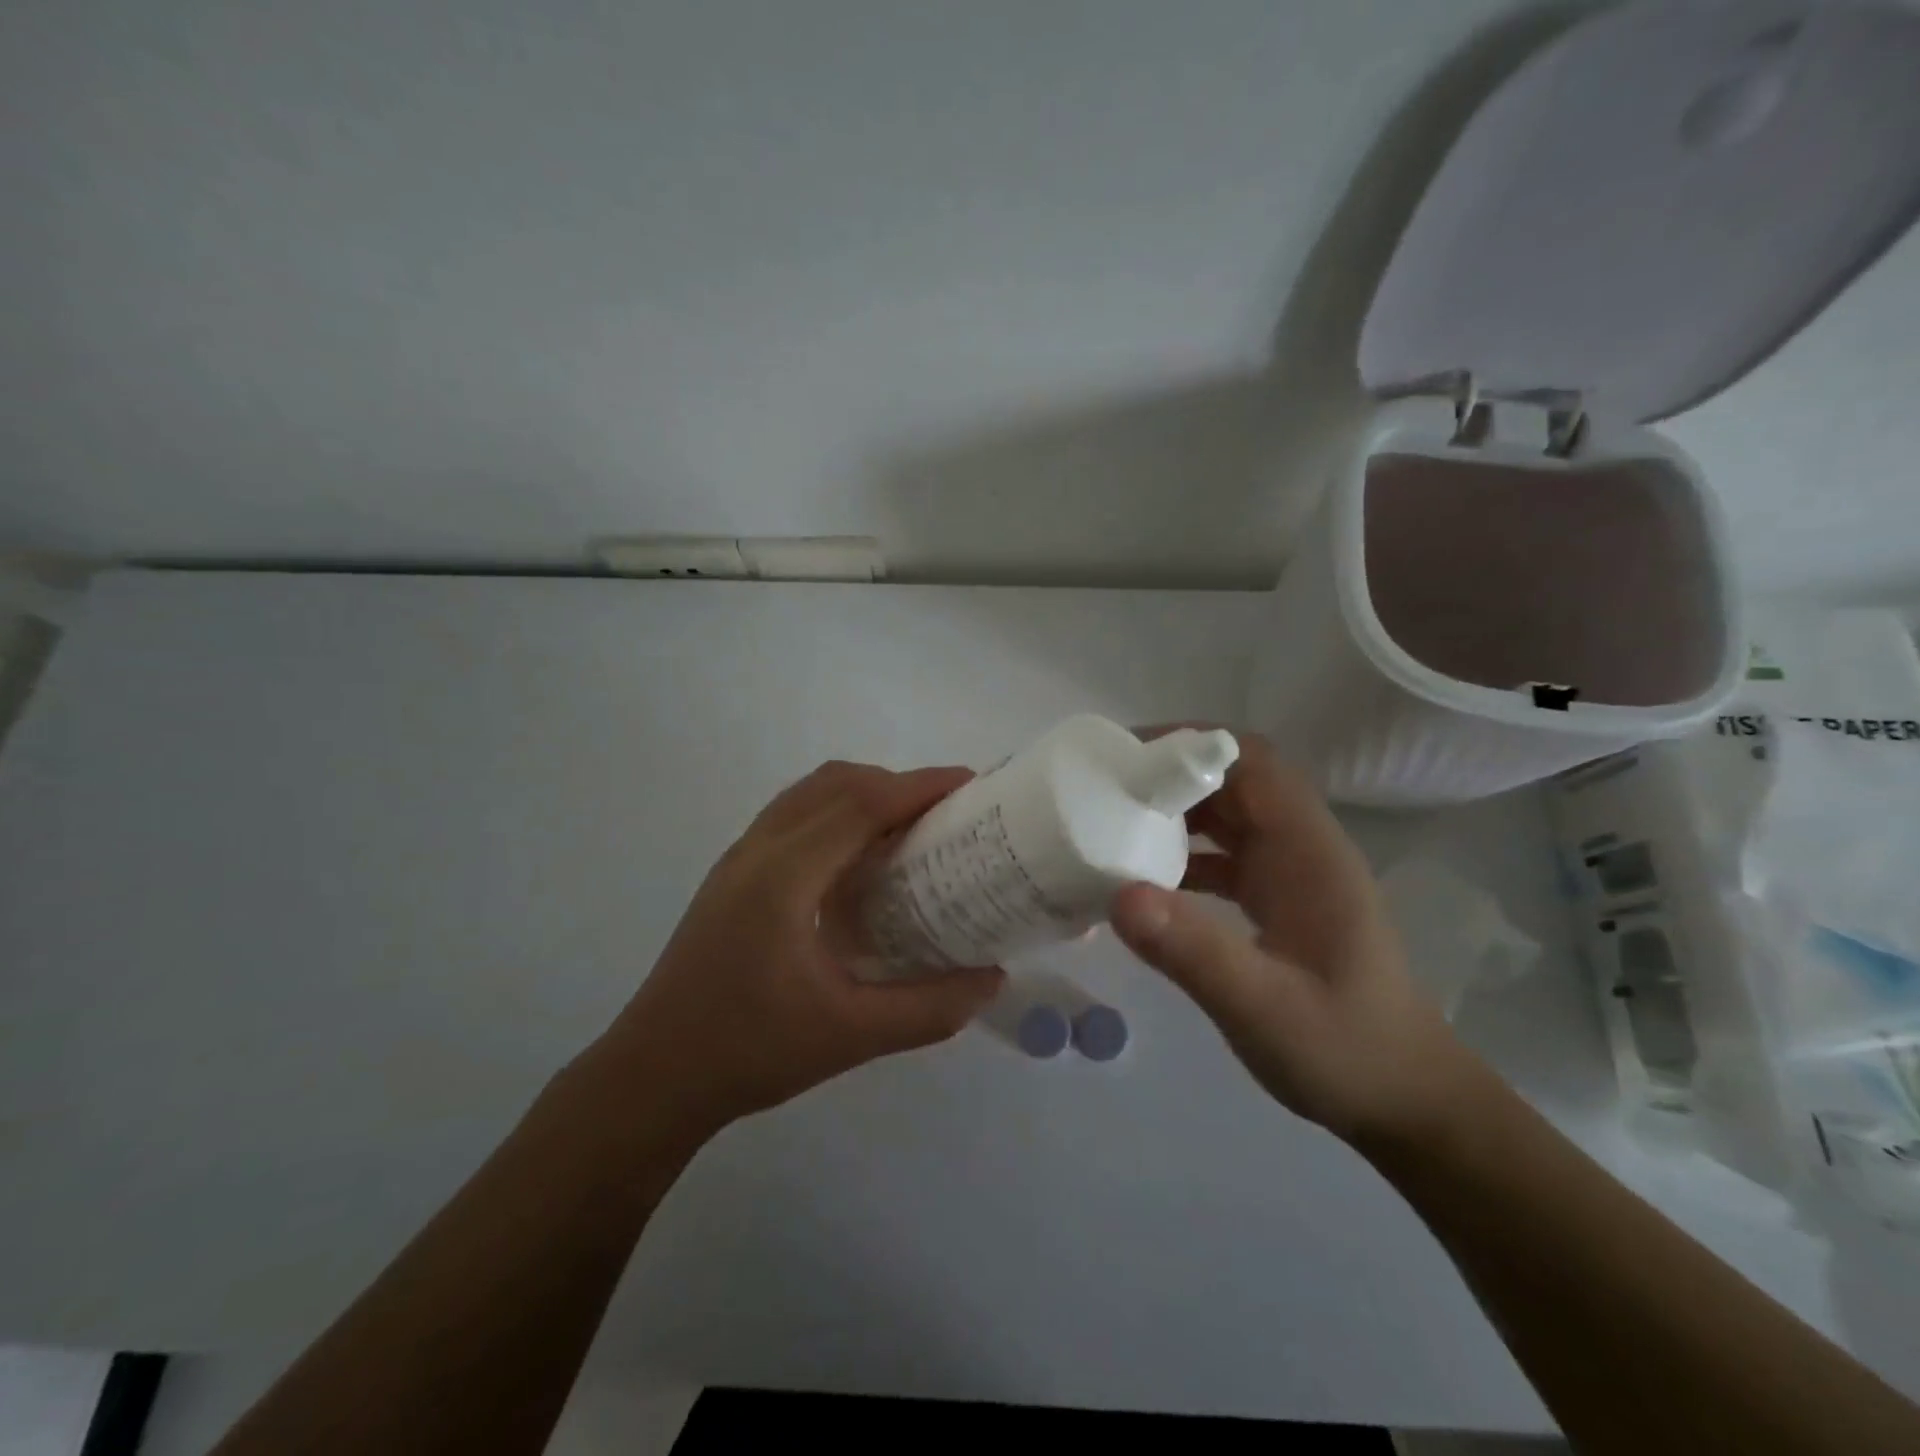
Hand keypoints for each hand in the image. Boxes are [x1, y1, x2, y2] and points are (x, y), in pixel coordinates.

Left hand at [594, 761, 1004, 1137]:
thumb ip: (928, 1008)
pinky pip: (793, 815)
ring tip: (909, 828)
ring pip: (809, 793)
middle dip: (897, 784)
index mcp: (784, 878)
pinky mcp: (731, 874)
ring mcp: (739, 858)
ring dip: (863, 793)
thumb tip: (992, 979)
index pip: (860, 804)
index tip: (969, 785)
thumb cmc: (749, 1052)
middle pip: (836, 784)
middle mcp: (758, 850)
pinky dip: (836, 811)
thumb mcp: (850, 1036)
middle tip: (946, 813)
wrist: (652, 1075)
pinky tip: (857, 859)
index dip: (918, 786)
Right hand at [1110, 730, 1480, 1145]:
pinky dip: (1184, 856)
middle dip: (1171, 776)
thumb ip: (1195, 952)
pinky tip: (1143, 882)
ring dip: (1175, 814)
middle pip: (1234, 781)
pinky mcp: (1278, 901)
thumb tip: (1120, 894)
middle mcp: (1302, 848)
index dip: (1192, 744)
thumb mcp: (1264, 1008)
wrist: (1406, 1102)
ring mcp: (1291, 875)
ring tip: (1112, 825)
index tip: (1127, 756)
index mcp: (1309, 851)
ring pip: (1228, 817)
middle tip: (1103, 789)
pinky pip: (1224, 857)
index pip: (1253, 762)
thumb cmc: (1346, 1050)